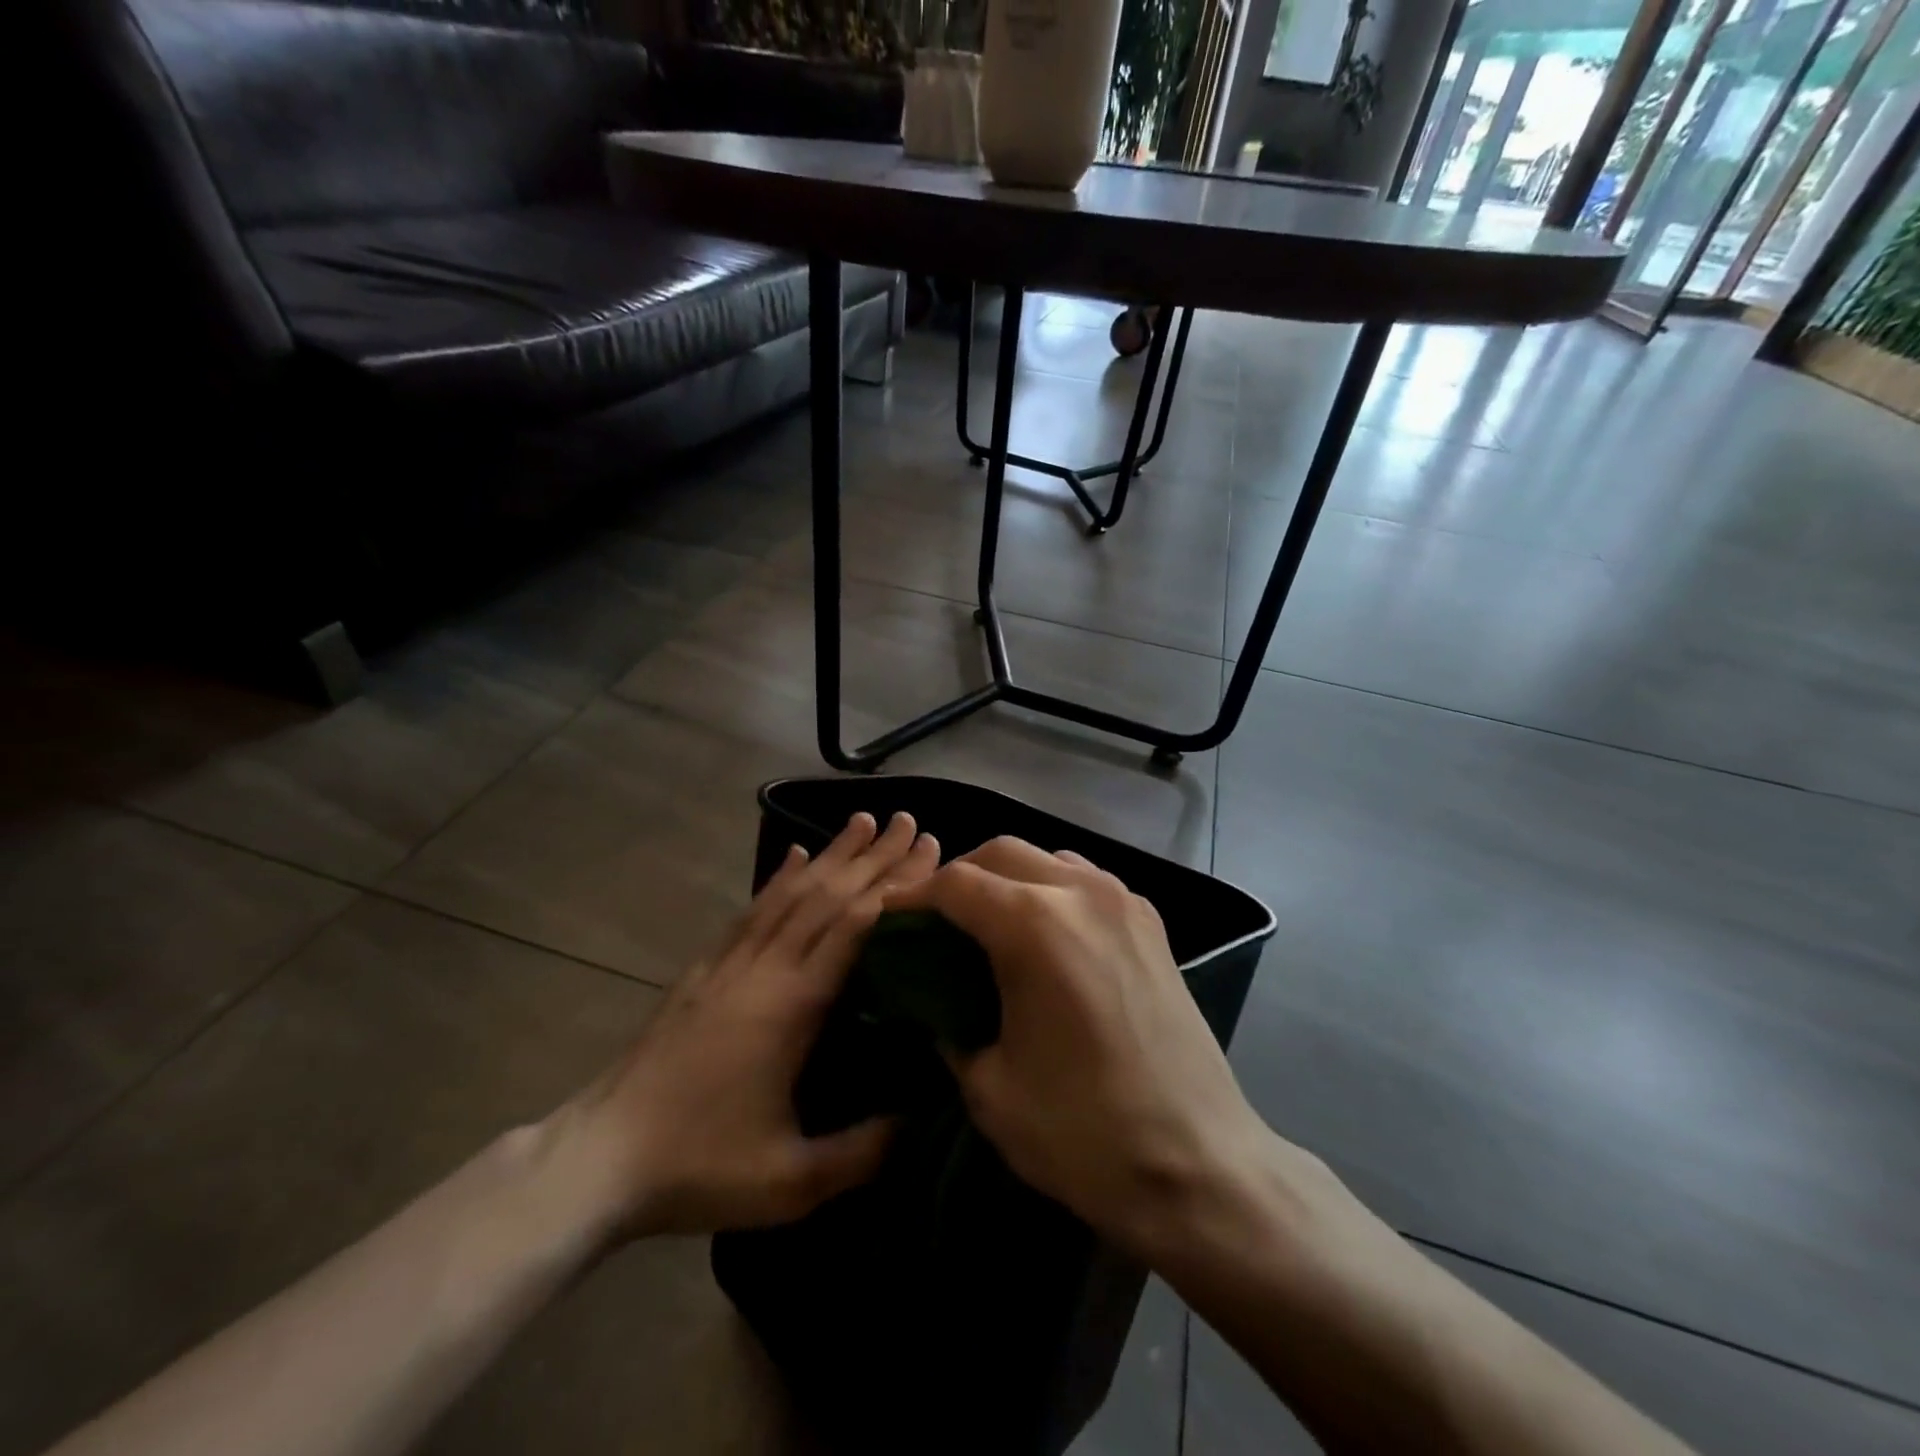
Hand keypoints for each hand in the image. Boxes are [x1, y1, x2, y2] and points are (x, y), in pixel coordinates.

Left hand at [550, 812, 939, 1241]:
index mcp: (792, 1005)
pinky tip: (793, 856)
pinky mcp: (705, 970)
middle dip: (873, 857)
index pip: (854, 927)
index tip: (928, 853)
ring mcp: (730, 964)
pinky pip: (752, 910)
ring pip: (790, 893)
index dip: (895, 887)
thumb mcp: (791, 1181)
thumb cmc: (701, 1166)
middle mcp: (764, 968)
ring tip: (862, 820)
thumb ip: (862, 1151)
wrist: (600, 1158)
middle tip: (910, 821)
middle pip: (828, 896)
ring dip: (831, 854)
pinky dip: (778, 879)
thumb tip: (921, 1117)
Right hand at [884, 837, 1272, 1254]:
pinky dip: (1050, 889)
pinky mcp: (1151, 922)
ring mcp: (1123, 901)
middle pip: (1000, 852)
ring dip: (1007, 878)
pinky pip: (1085, 879)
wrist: (1200, 1165)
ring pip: (1046, 857)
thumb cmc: (1084, 1132)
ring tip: (988, 924)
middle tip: (936, 921)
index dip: (914, 898)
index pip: (955, 883)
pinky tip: (1045, 936)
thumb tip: (934, 1003)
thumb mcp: (990, 1087)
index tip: (891, 921)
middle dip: (959, 877)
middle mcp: (1080, 892)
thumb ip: (949, 1027)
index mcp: (1035, 925)